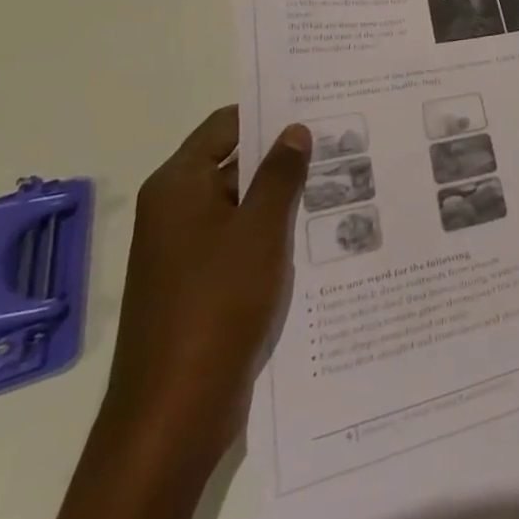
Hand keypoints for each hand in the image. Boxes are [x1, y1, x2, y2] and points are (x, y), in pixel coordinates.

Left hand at [99, 107, 311, 473]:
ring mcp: (187, 250)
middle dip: (284, 154)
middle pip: (234, 162)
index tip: (318, 105)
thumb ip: (280, 174)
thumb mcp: (260, 229)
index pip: (226, 125)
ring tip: (344, 181)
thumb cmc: (216, 304)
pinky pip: (242, 240)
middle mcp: (176, 210)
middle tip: (344, 141)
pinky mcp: (201, 284)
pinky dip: (274, 231)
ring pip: (243, 203)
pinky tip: (320, 231)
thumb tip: (294, 129)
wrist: (174, 412)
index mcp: (178, 186)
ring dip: (284, 195)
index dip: (269, 111)